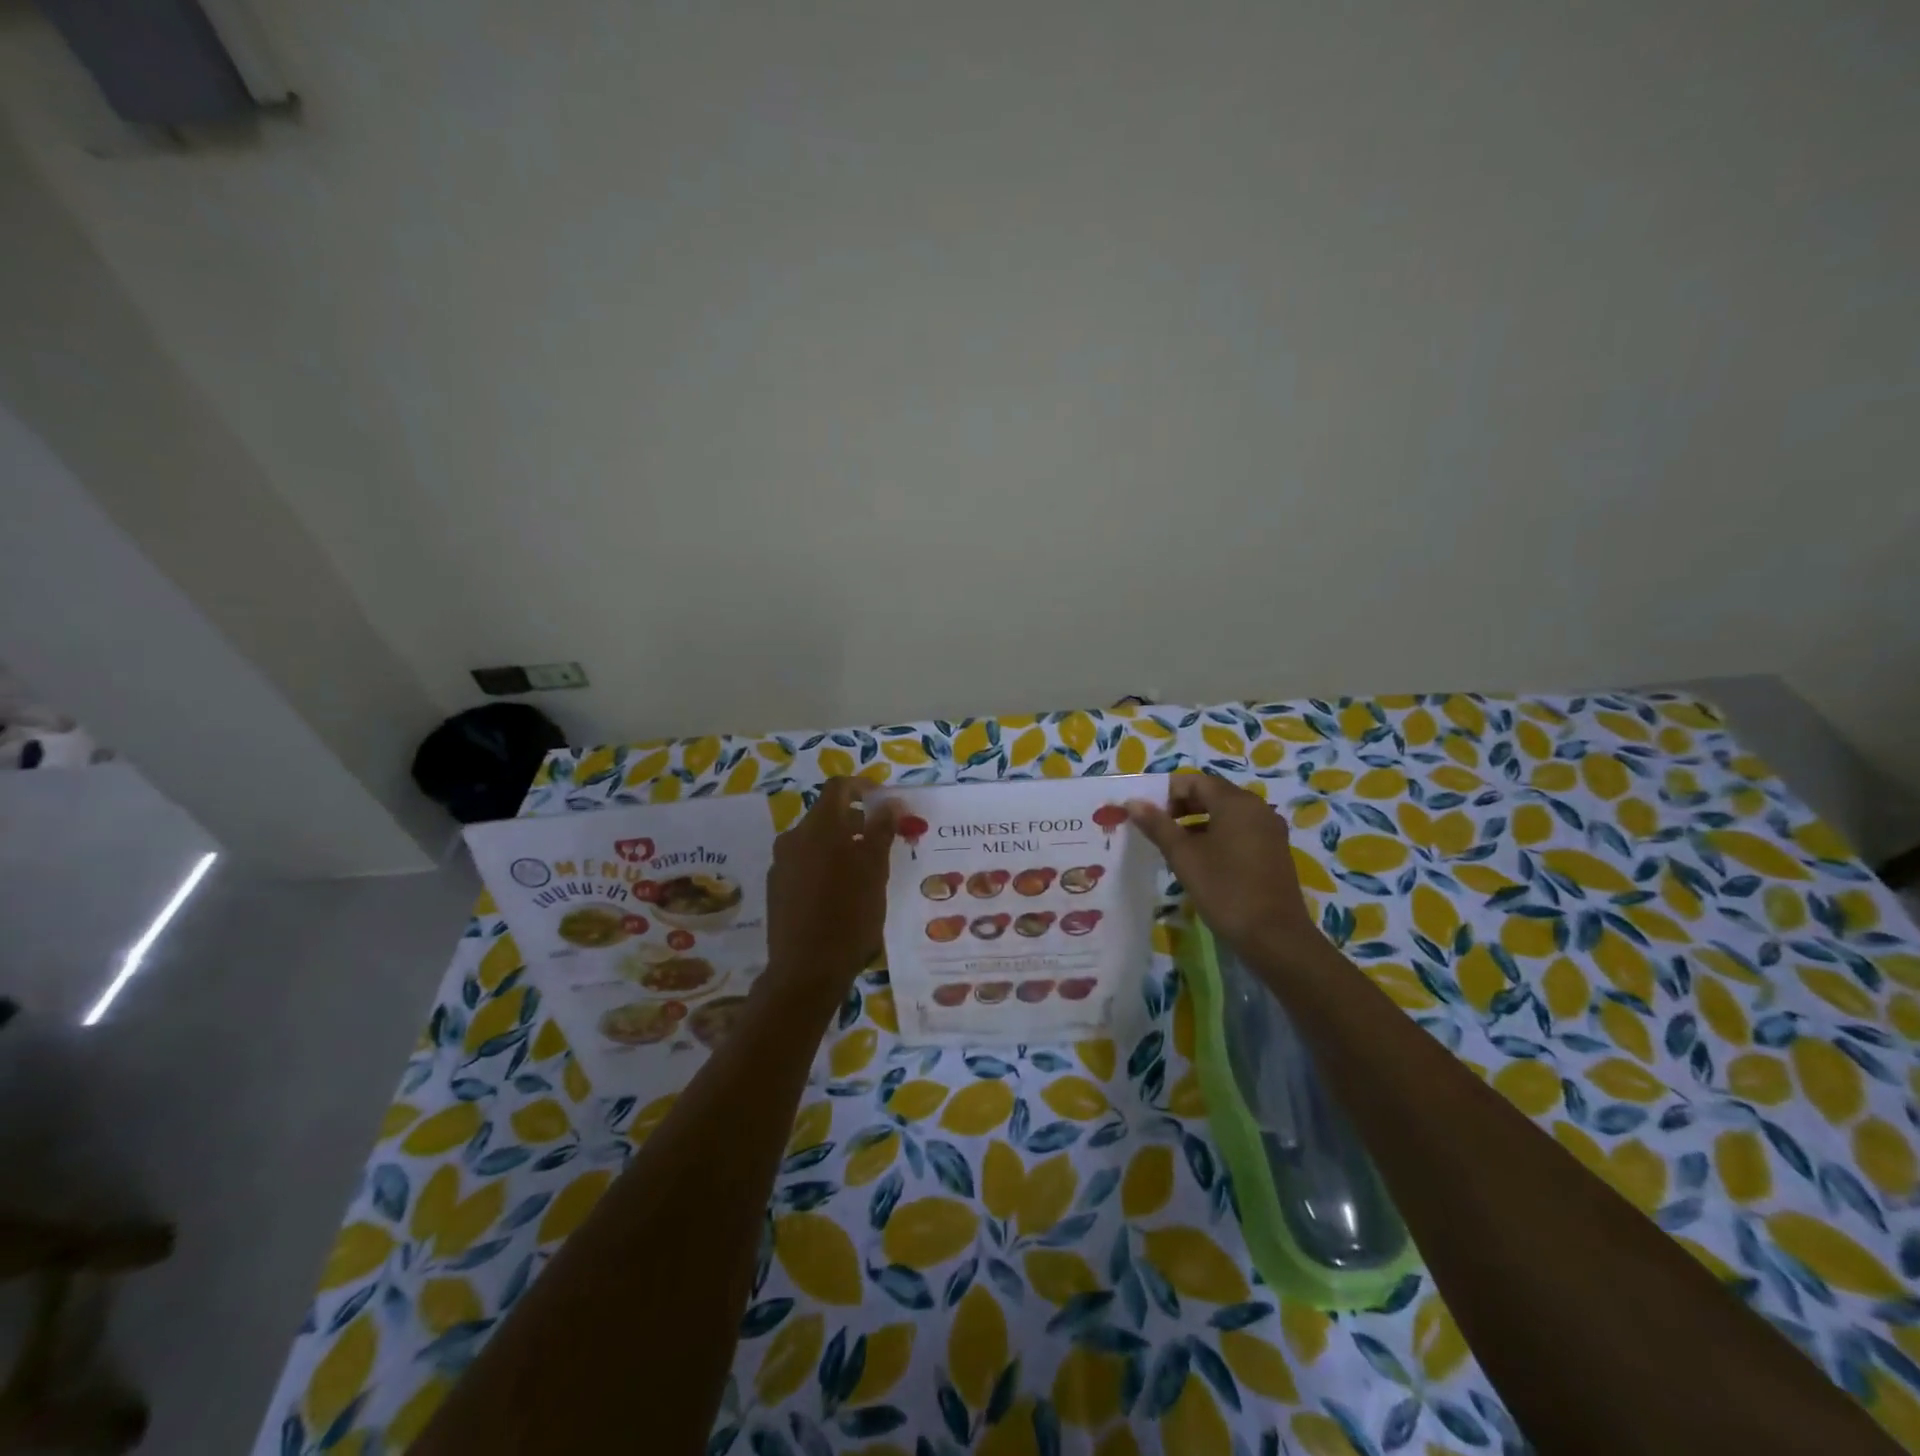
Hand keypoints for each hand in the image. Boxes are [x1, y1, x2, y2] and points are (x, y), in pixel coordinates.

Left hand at [764, 778, 897, 1009]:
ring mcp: (781, 864)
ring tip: (866, 872)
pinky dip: (825, 866)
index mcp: (819, 827)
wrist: (805, 970)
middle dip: (856, 822)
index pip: (839, 788)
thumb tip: (889, 802)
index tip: (885, 803)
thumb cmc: (849, 915)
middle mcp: (794, 838)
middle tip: (883, 842)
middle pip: (827, 815)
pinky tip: (841, 894)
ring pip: (815, 842)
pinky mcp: (776, 888)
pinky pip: (804, 864)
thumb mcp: (875, 870)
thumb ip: (881, 830)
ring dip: (841, 846)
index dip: (864, 788)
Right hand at [1127, 774, 1323, 971]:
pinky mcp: (1274, 851)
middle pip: (1212, 794)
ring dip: (1197, 822)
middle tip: (1156, 828)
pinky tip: (1201, 860)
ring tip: (1173, 845)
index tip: (1146, 813)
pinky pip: (1240, 831)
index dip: (1166, 792)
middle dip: (1181, 806)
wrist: (1275, 937)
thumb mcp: (1183, 856)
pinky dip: (1217, 836)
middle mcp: (1257, 808)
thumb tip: (1133, 802)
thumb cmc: (1224, 889)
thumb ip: (1158, 825)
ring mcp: (1269, 830)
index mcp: (1235, 802)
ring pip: (1226, 814)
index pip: (1195, 781)